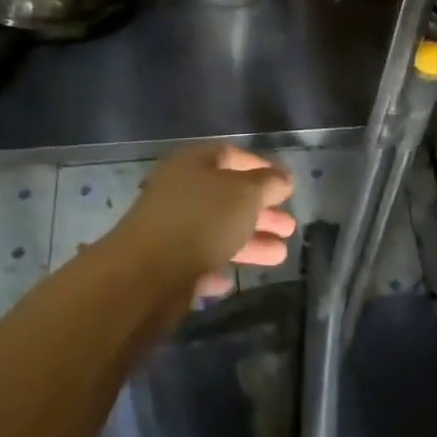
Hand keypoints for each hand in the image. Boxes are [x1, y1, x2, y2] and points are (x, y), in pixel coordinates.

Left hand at [113, 144, 297, 298]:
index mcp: (193, 163)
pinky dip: (217, 267)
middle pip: (227, 196)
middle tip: (289, 226)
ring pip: (217, 231)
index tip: (287, 185)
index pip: (231, 155)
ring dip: (249, 241)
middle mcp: (179, 190)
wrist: (146, 275)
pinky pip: (198, 262)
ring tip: (281, 254)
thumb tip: (283, 178)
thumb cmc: (201, 220)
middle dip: (260, 211)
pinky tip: (232, 281)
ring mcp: (169, 228)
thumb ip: (267, 183)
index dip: (261, 167)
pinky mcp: (164, 264)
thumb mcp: (245, 194)